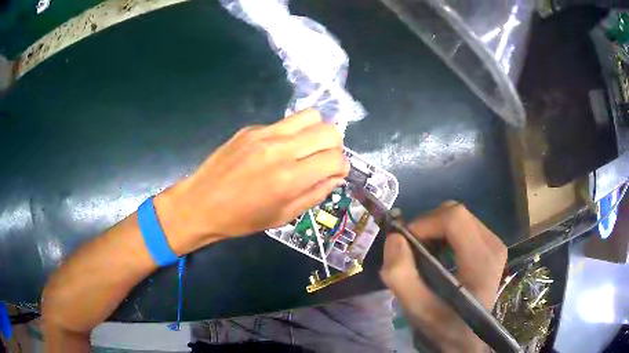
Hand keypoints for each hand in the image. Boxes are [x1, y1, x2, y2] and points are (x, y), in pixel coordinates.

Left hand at [153, 109, 348, 253]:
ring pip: (311, 116)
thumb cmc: (242, 219)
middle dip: (334, 146)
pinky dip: (292, 134)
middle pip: (329, 130)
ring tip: (306, 149)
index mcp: (290, 178)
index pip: (336, 158)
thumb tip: (335, 176)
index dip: (342, 167)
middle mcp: (281, 149)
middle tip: (323, 160)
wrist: (201, 204)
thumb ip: (315, 194)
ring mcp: (264, 134)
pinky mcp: (251, 128)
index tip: (334, 174)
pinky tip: (277, 150)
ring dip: (316, 132)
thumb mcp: (284, 216)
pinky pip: (285, 122)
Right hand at [380, 202, 506, 352]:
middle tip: (411, 249)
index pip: (454, 219)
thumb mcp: (417, 310)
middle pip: (456, 213)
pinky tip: (438, 254)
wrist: (467, 337)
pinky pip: (464, 225)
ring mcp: (495, 243)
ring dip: (434, 229)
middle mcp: (493, 245)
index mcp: (481, 262)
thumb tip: (394, 238)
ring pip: (459, 217)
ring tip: (424, 254)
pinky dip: (444, 233)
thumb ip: (401, 276)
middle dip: (427, 225)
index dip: (425, 223)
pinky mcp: (492, 245)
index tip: (405, 242)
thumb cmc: (444, 326)